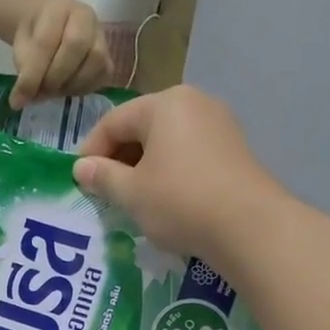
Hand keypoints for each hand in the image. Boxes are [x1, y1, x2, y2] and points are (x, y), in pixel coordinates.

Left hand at [10, 0, 112, 109]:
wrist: (54, 28)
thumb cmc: (36, 36)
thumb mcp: (22, 45)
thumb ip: (23, 68)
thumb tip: (21, 101)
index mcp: (59, 7)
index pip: (46, 42)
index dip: (32, 75)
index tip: (17, 99)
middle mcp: (86, 16)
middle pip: (76, 46)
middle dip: (53, 78)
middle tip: (40, 92)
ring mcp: (102, 37)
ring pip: (94, 63)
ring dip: (69, 86)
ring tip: (52, 91)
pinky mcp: (109, 58)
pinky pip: (101, 78)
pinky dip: (82, 90)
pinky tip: (67, 89)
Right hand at [72, 84, 277, 264]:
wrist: (249, 226)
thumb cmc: (180, 202)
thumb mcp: (131, 193)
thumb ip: (102, 177)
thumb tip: (81, 168)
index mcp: (163, 104)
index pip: (112, 121)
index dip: (91, 151)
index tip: (81, 181)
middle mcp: (192, 102)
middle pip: (141, 126)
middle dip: (118, 157)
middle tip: (105, 190)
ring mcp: (218, 123)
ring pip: (165, 139)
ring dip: (143, 165)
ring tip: (133, 196)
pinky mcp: (233, 147)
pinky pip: (188, 151)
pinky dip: (168, 169)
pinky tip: (164, 197)